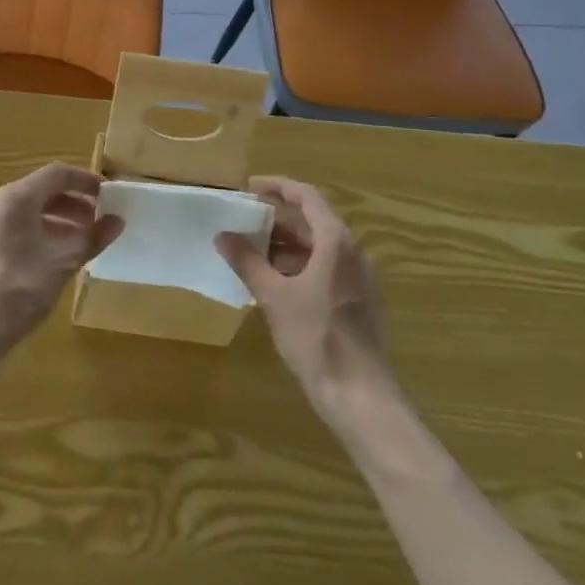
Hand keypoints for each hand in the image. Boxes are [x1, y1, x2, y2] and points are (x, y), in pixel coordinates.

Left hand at [0, 163, 123, 371]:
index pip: (57, 174)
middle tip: (98, 223)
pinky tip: (50, 263)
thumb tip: (117, 221)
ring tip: (80, 245)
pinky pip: (12, 231)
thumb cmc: (16, 291)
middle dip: (73, 205)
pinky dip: (37, 236)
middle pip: (41, 192)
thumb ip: (92, 239)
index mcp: (15, 198)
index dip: (86, 181)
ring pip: (26, 214)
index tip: (109, 195)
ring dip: (56, 223)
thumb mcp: (62, 264)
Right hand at [216, 177, 390, 416]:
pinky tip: (276, 283)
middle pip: (314, 221)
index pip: (307, 196)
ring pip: (320, 247)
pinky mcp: (360, 302)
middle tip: (246, 221)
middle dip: (278, 219)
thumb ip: (248, 262)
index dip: (277, 187)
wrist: (361, 397)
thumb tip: (222, 235)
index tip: (249, 188)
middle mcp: (353, 252)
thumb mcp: (274, 297)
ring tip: (254, 252)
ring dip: (288, 244)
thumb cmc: (317, 338)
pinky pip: (327, 268)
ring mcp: (360, 278)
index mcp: (336, 242)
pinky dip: (301, 265)